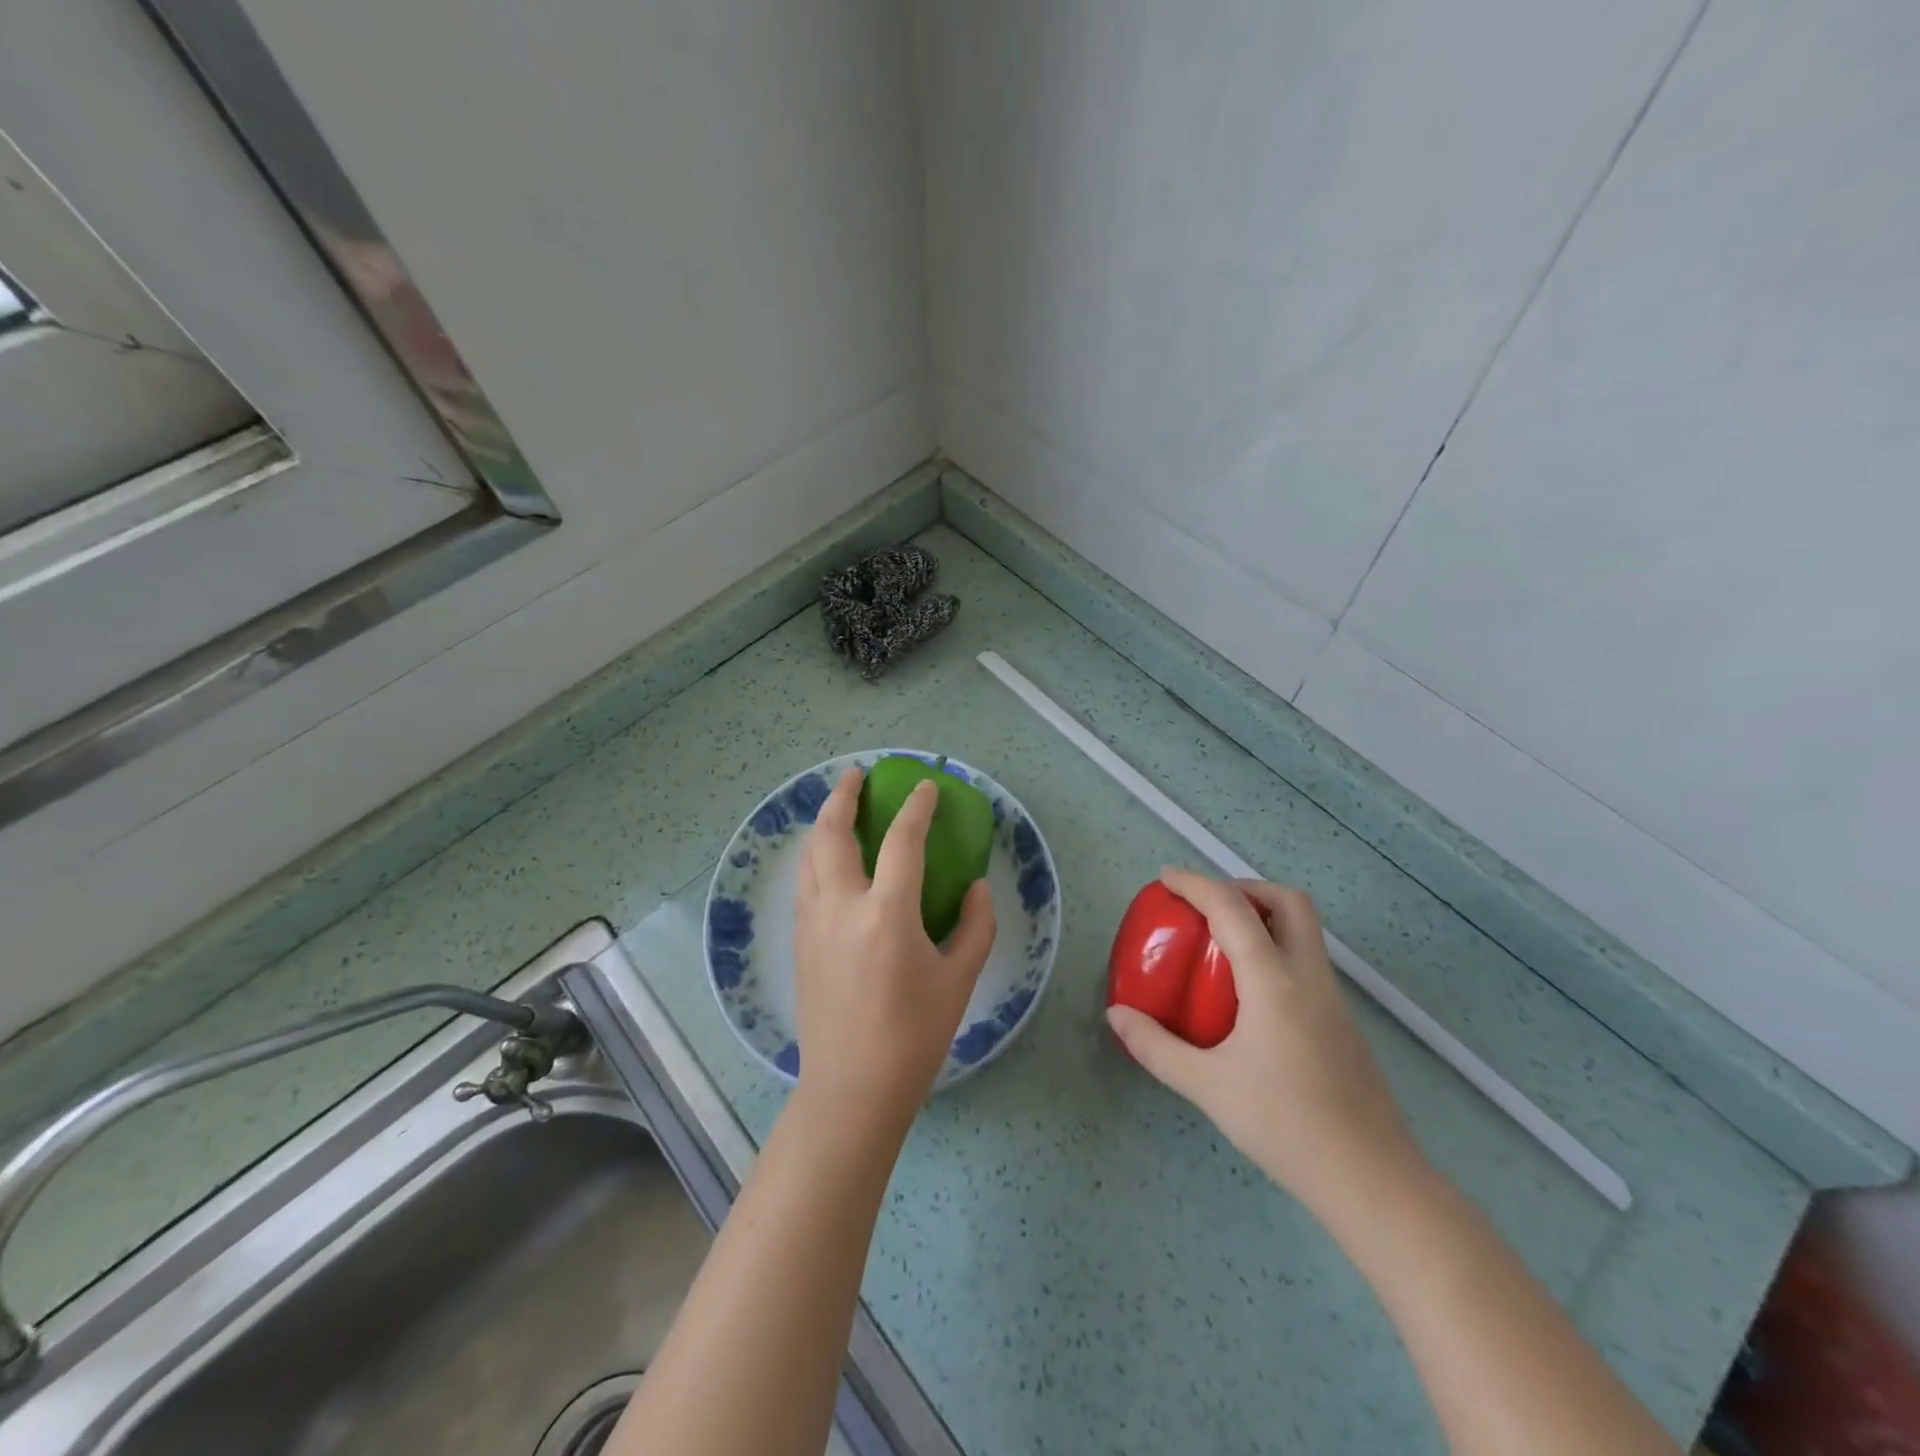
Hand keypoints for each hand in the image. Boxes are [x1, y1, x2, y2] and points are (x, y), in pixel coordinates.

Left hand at [792, 767, 996, 1120]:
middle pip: (832, 834)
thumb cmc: (914, 1036)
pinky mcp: (798, 942)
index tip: (925, 787)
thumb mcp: (960, 979)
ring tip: (838, 808)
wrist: (852, 1088)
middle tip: (858, 776)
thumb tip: (975, 888)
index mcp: (886, 914)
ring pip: (810, 856)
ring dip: (823, 823)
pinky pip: (804, 882)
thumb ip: (975, 926)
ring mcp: (812, 923)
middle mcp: (841, 907)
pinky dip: (816, 856)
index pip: (902, 841)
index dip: (916, 808)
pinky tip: (829, 860)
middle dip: (843, 797)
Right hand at [1105, 869, 1422, 1220]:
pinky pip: (1306, 962)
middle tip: (1207, 908)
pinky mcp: (1342, 1023)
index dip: (1196, 884)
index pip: (1232, 909)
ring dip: (1263, 917)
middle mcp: (1309, 977)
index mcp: (1274, 981)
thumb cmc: (1285, 1126)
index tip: (1166, 879)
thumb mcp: (1208, 1087)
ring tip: (1220, 944)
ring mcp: (1333, 999)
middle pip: (1289, 901)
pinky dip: (1275, 950)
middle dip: (1245, 888)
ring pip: (1304, 930)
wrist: (1372, 1181)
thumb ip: (1156, 1047)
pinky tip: (1247, 994)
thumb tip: (1116, 1014)